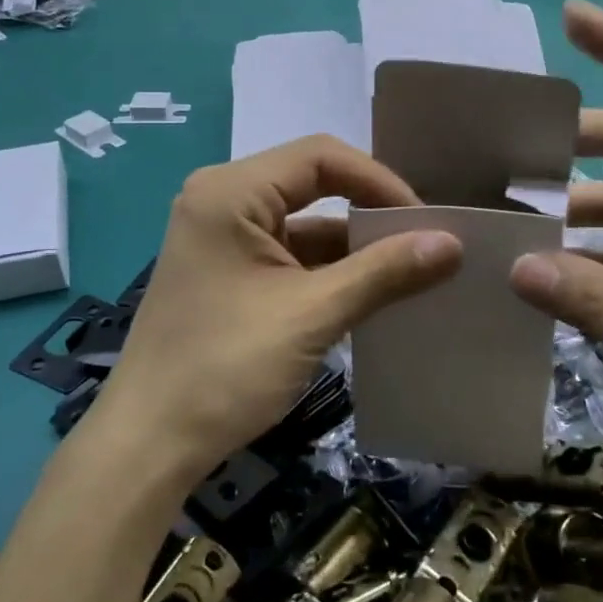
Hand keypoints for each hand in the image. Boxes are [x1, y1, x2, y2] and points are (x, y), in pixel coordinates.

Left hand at [94, 135, 461, 485]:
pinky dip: (325, 268)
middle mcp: (221, 199)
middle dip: (368, 211)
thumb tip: (453, 243)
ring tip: (408, 269)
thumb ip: (384, 272)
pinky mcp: (225, 269)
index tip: (425, 222)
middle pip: (311, 183)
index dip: (379, 182)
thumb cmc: (226, 368)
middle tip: (421, 240)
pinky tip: (366, 291)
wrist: (149, 444)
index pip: (320, 157)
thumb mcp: (313, 315)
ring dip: (350, 245)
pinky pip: (286, 251)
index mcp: (230, 191)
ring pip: (301, 220)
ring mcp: (220, 236)